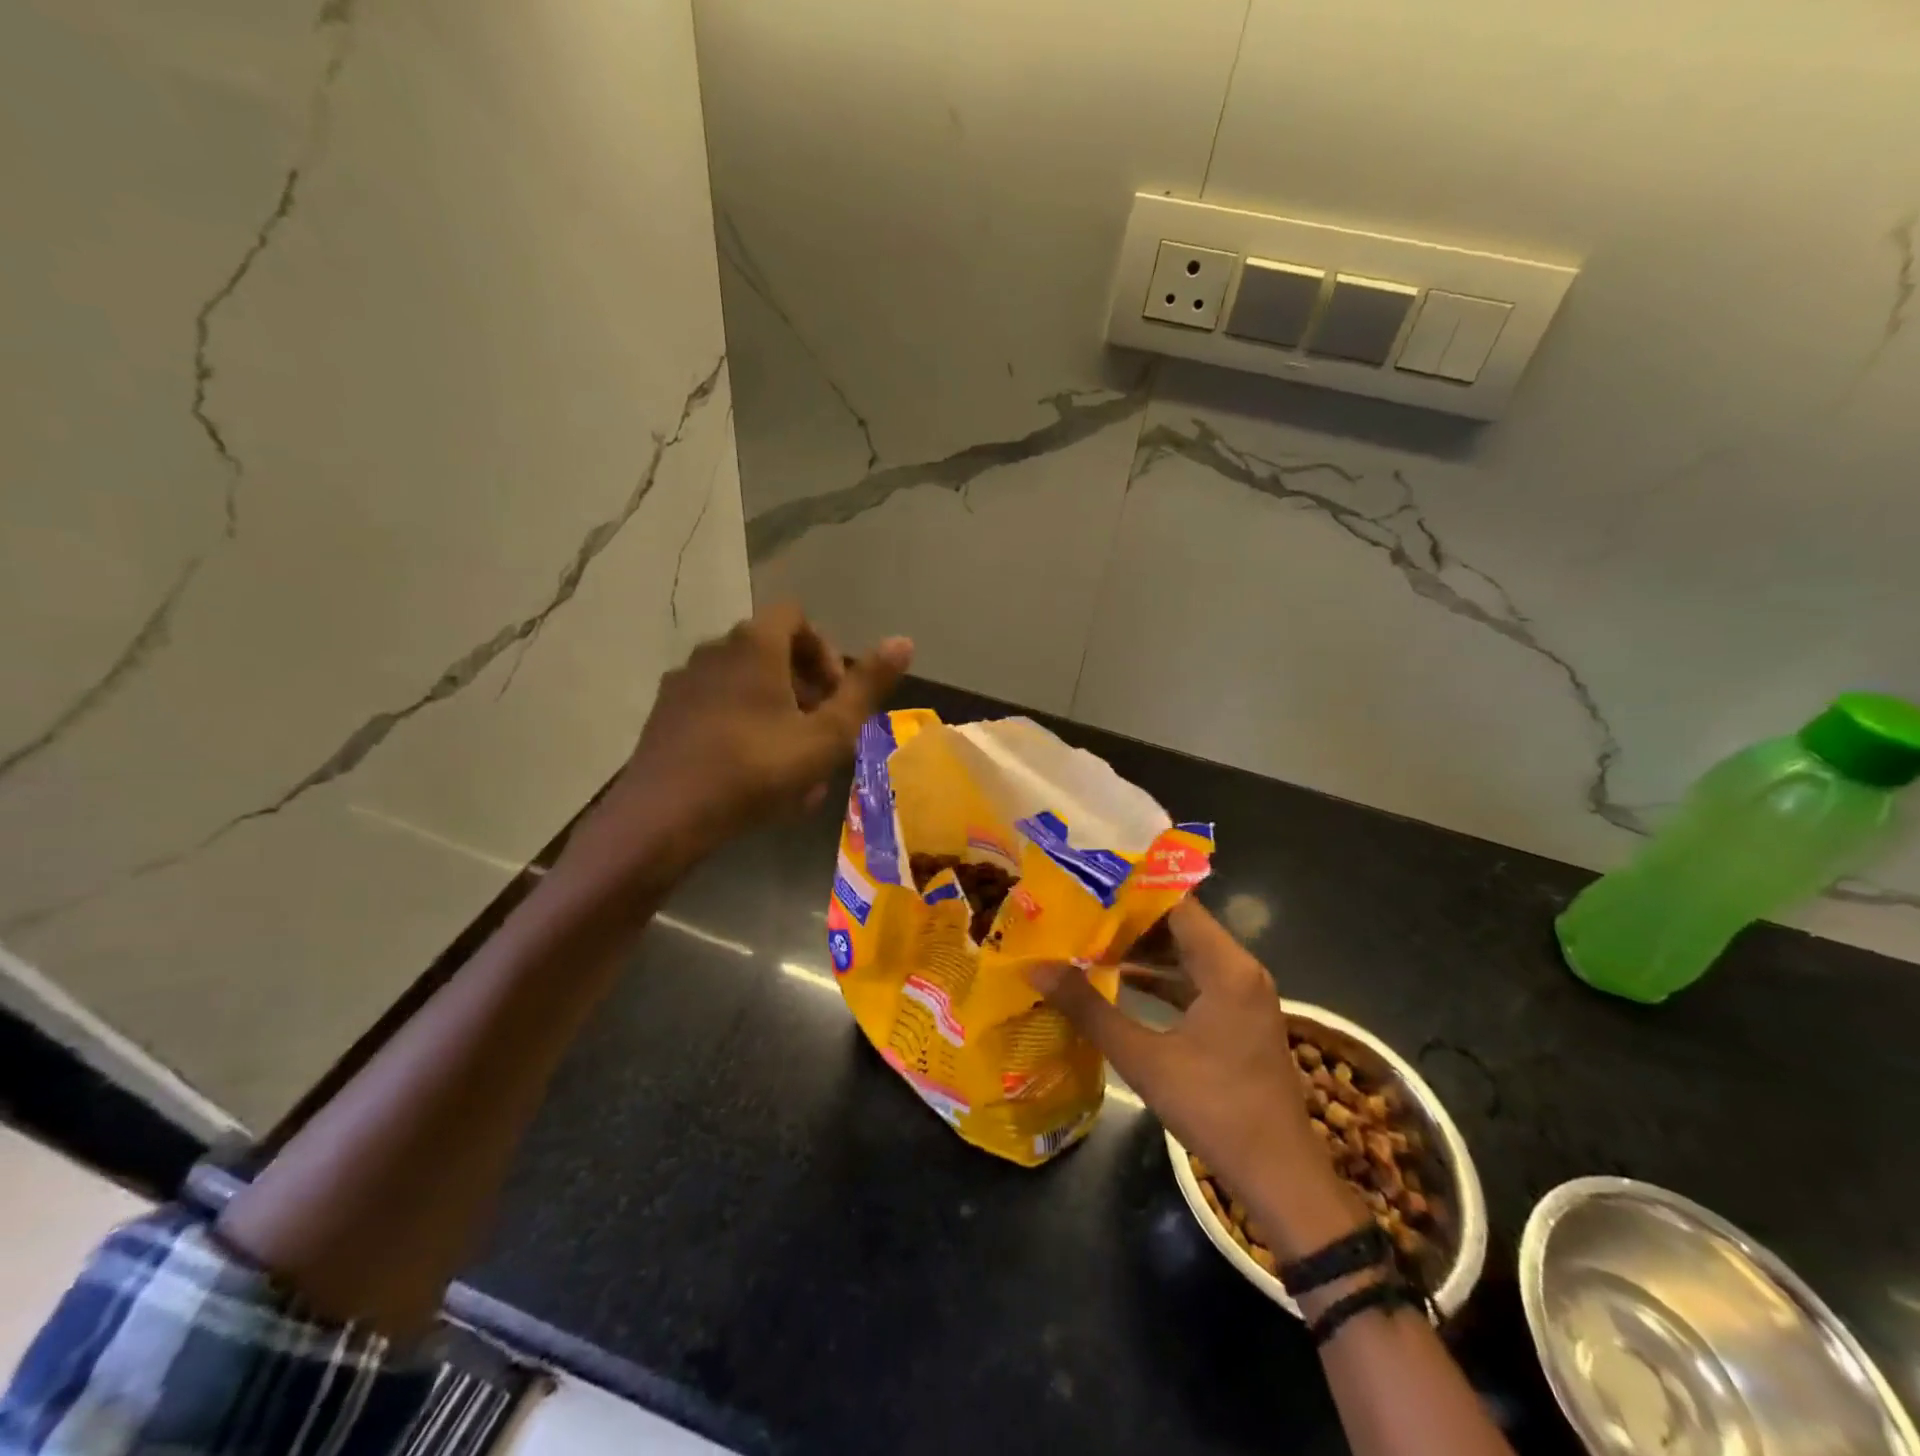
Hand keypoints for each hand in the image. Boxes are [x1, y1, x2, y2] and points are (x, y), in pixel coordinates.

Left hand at [566, 604, 911, 882]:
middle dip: (805, 688)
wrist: (664, 816)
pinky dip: (742, 727)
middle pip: (772, 652)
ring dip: (776, 712)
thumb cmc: (757, 769)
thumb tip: (905, 640)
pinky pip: (716, 708)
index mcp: (755, 644)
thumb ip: (867, 687)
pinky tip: (752, 776)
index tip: (834, 695)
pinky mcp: (664, 715)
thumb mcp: (827, 734)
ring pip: (745, 685)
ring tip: (791, 763)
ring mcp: (684, 682)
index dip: (825, 651)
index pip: (797, 617)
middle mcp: (715, 650)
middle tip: (820, 733)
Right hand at [1032, 900, 1360, 1256]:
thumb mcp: (1143, 1058)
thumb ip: (1088, 1008)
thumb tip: (1036, 968)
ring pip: (1186, 952)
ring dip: (1142, 949)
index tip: (1086, 885)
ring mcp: (1242, 993)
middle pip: (1180, 924)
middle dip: (1128, 920)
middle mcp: (1240, 968)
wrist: (1279, 1176)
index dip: (1129, 893)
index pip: (1175, 904)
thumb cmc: (1214, 1109)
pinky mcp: (1238, 1015)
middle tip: (1078, 912)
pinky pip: (1194, 978)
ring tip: (1088, 940)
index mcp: (1227, 966)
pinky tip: (1119, 979)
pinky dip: (1160, 976)